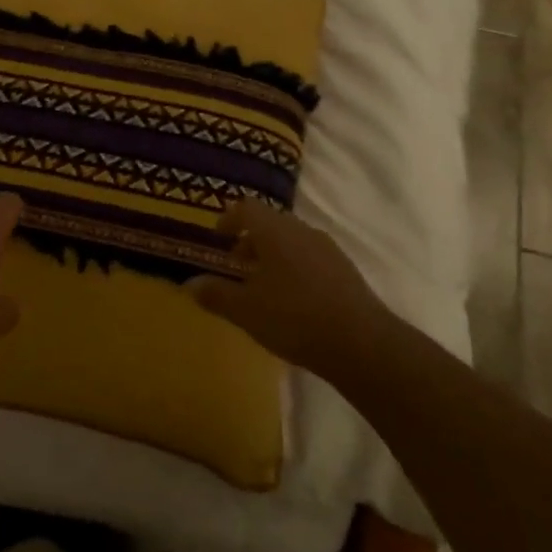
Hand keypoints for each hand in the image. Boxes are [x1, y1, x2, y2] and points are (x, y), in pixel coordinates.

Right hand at [189, 200, 396, 383]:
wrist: (362, 343)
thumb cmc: (294, 318)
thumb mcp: (246, 310)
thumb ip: (216, 294)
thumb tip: (189, 284)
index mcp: (275, 231)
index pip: (246, 208)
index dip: (229, 219)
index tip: (218, 238)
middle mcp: (302, 230)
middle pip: (271, 223)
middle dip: (251, 240)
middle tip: (237, 265)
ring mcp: (327, 248)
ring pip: (292, 240)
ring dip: (274, 255)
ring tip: (264, 287)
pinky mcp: (346, 269)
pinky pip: (311, 257)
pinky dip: (295, 268)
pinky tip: (294, 300)